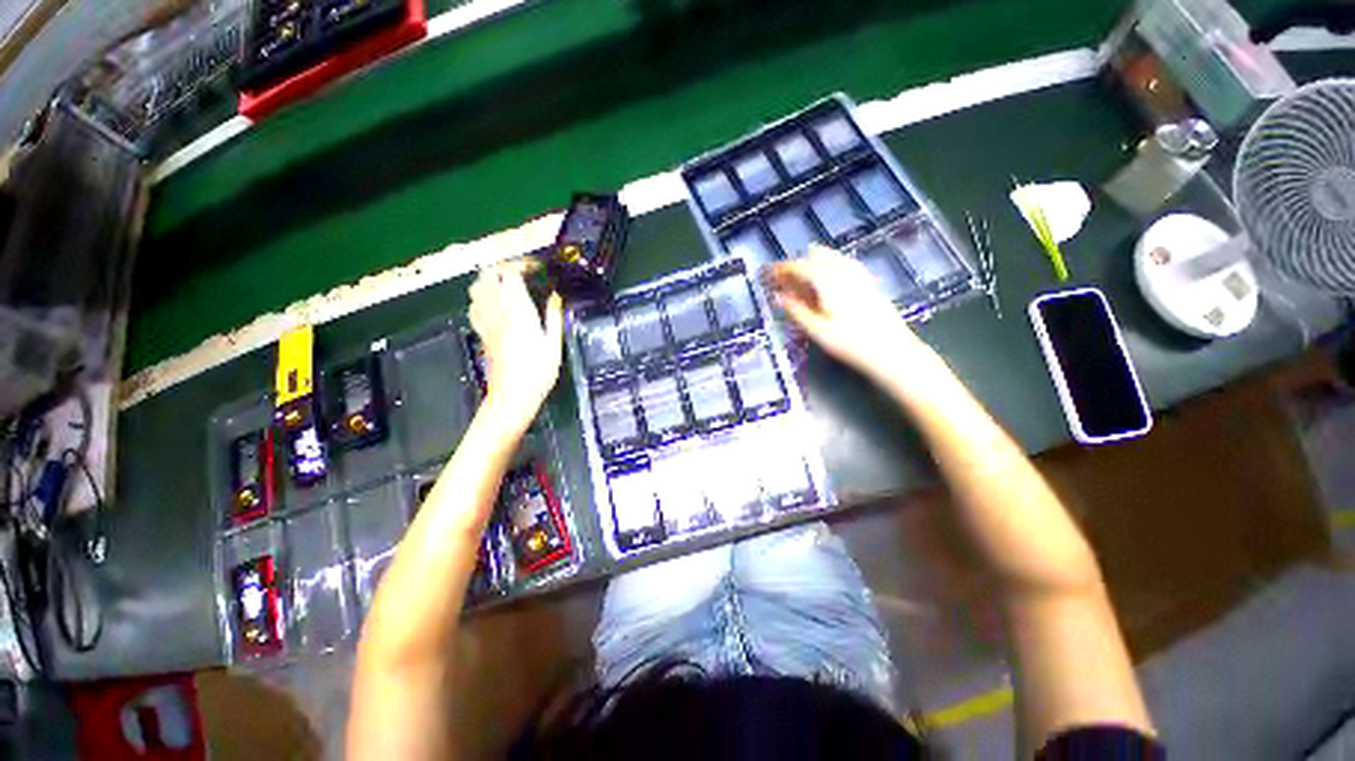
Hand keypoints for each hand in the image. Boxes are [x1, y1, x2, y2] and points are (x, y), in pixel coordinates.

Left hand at [468, 260, 563, 433]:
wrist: (513, 395)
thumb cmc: (538, 372)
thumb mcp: (554, 344)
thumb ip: (554, 316)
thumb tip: (556, 296)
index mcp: (516, 309)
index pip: (510, 273)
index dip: (523, 265)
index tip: (538, 269)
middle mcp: (496, 310)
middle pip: (488, 274)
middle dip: (504, 268)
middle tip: (523, 274)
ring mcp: (485, 321)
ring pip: (476, 287)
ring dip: (490, 280)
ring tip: (509, 286)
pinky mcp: (481, 333)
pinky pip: (474, 306)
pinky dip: (482, 298)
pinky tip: (496, 306)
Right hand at [765, 245, 944, 386]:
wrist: (892, 351)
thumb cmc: (851, 344)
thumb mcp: (817, 331)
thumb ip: (797, 311)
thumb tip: (779, 296)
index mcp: (829, 282)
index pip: (801, 266)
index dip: (783, 268)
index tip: (769, 273)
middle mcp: (844, 272)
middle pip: (817, 255)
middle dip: (798, 264)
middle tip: (785, 279)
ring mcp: (860, 275)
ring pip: (832, 257)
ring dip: (814, 263)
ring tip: (801, 279)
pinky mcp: (869, 282)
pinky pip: (845, 264)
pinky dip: (830, 266)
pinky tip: (827, 280)